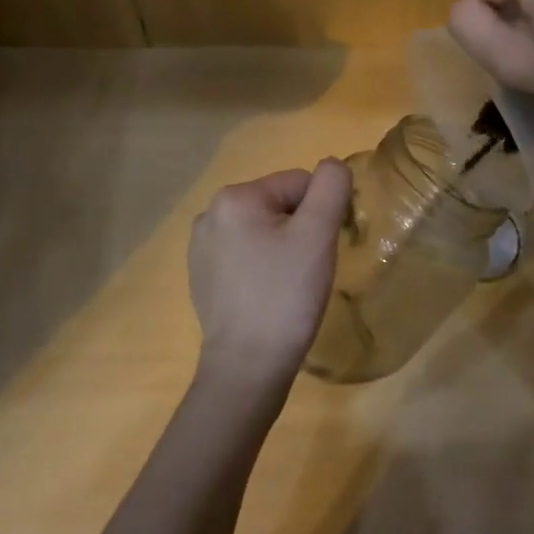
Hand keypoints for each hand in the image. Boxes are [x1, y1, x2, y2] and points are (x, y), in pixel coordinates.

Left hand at [187, 160, 352, 391]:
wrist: (247, 367)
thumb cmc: (285, 295)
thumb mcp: (318, 234)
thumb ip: (331, 186)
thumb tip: (332, 165)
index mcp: (235, 196)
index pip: (299, 183)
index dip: (321, 213)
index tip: (322, 249)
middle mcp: (210, 213)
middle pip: (279, 204)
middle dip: (300, 229)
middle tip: (307, 269)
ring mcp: (201, 247)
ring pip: (263, 230)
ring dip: (283, 248)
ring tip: (288, 284)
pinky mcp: (202, 275)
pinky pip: (246, 255)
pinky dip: (263, 267)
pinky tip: (268, 295)